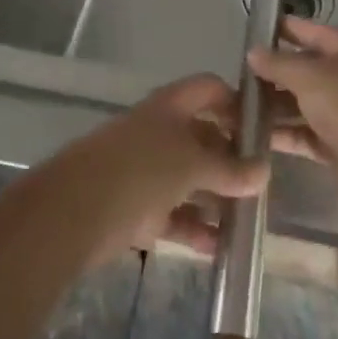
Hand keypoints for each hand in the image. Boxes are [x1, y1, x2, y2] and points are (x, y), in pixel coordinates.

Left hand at [73, 74, 269, 260]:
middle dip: (232, 159)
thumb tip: (264, 171)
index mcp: (170, 107)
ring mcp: (146, 171)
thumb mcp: (192, 164)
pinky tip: (221, 249)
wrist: (73, 212)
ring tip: (248, 220)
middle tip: (262, 183)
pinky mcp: (137, 209)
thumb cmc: (140, 170)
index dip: (236, 103)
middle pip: (203, 138)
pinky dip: (196, 229)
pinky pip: (175, 216)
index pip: (209, 89)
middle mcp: (159, 133)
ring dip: (217, 199)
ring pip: (190, 180)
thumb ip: (229, 170)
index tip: (263, 129)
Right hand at [248, 18, 337, 182]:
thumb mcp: (308, 76)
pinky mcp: (337, 142)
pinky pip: (303, 132)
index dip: (279, 29)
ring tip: (235, 109)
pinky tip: (253, 136)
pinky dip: (283, 133)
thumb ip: (277, 63)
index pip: (306, 30)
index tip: (248, 32)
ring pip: (300, 102)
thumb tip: (253, 52)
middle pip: (302, 68)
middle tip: (235, 78)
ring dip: (272, 106)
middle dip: (270, 73)